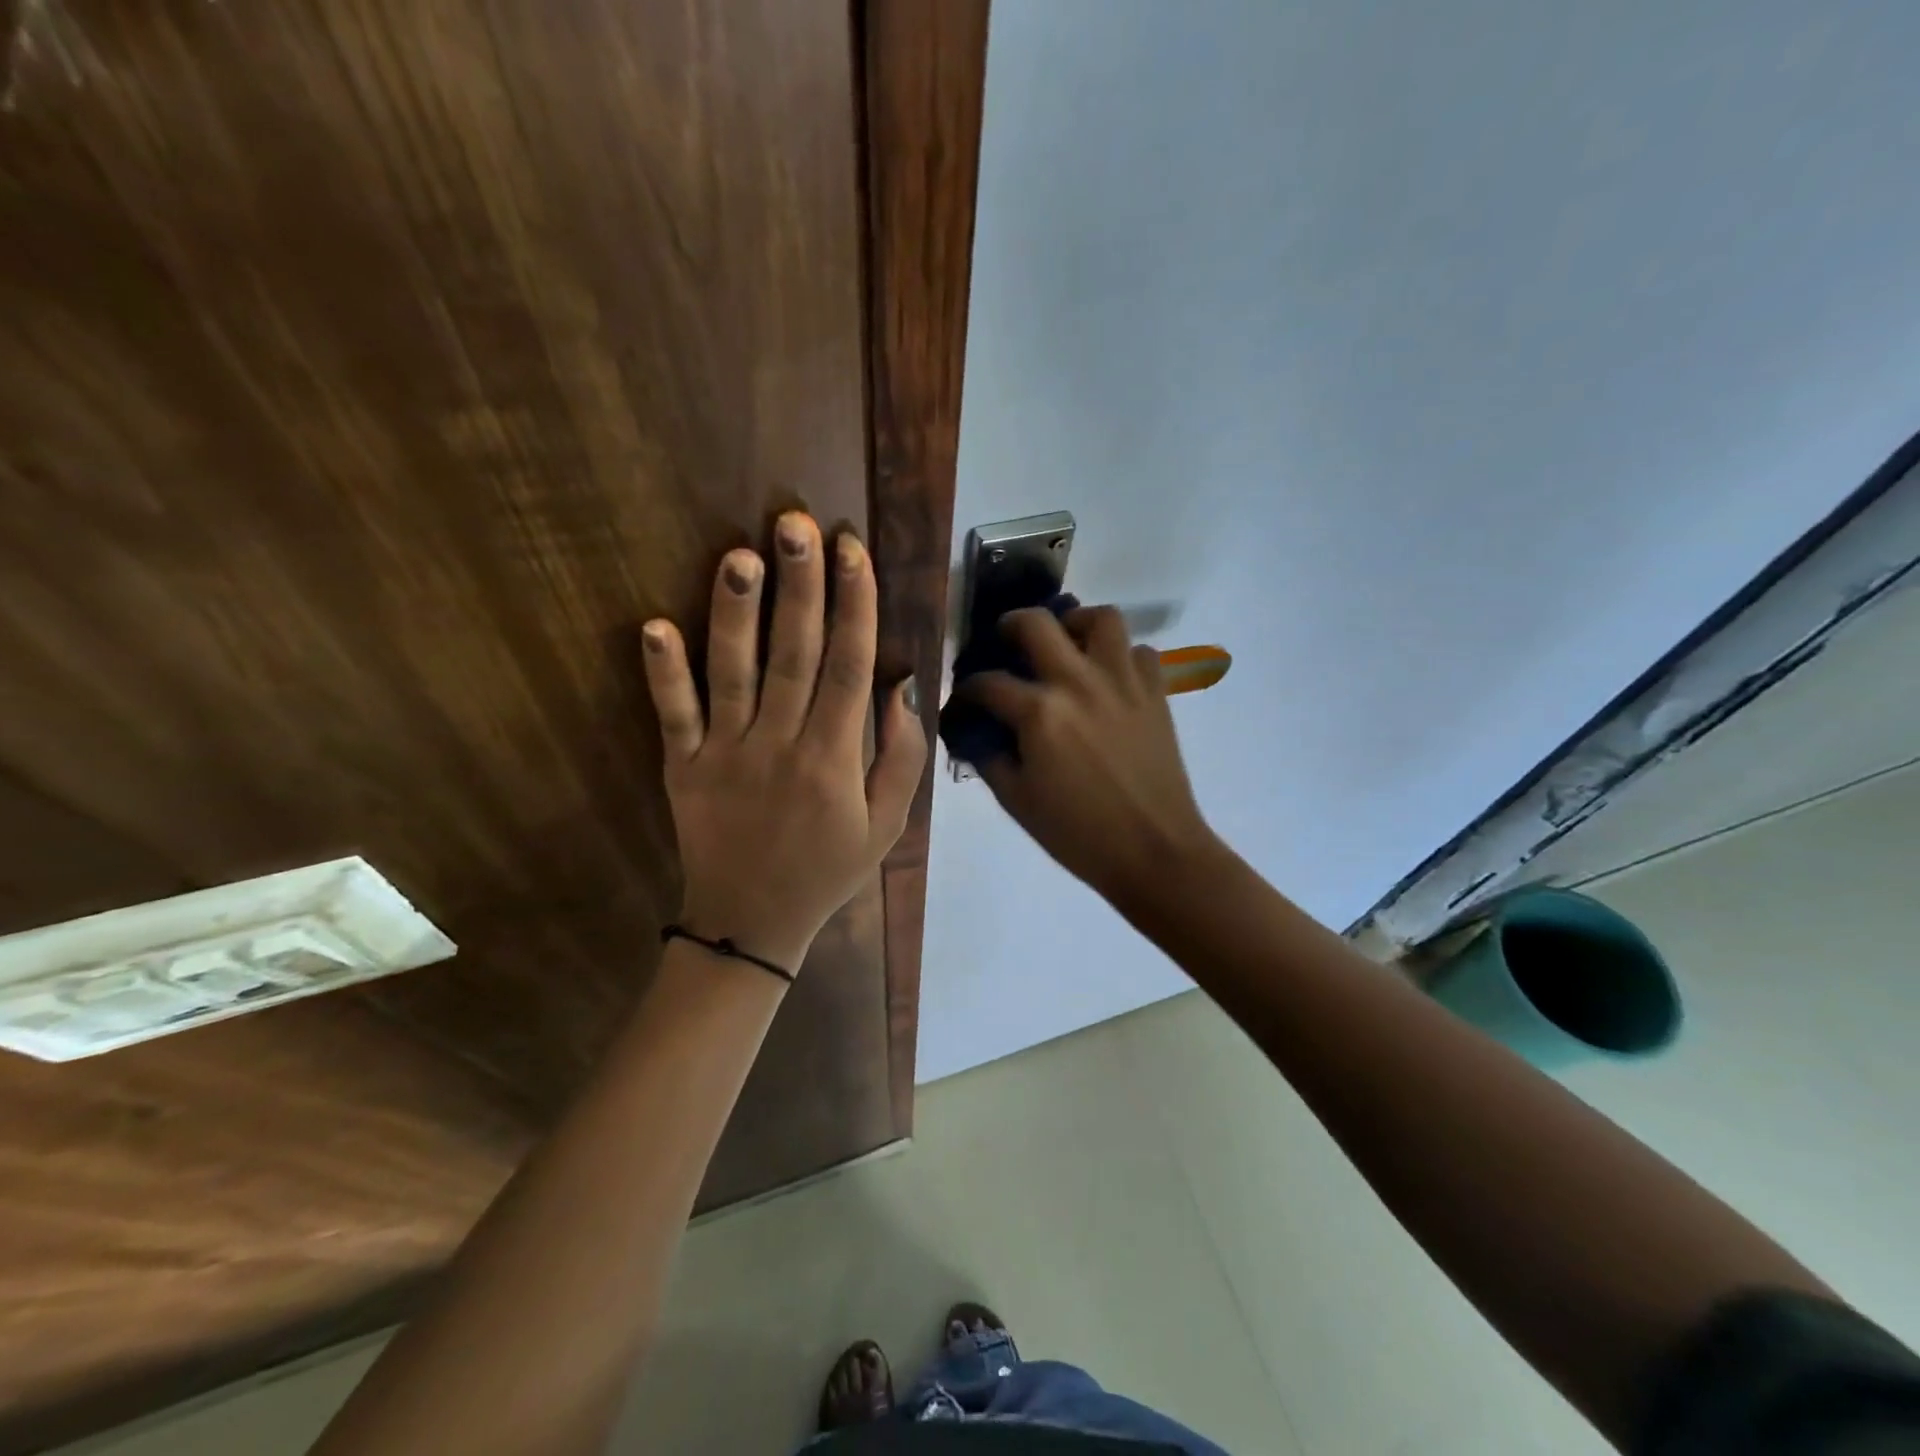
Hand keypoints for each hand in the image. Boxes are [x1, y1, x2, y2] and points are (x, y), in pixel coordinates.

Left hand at [641, 512, 926, 973]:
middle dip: (799, 585)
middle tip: (795, 523)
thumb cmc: (827, 869)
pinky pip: (673, 715)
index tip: (852, 550)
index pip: (849, 666)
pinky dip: (663, 673)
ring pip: (733, 673)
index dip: (854, 604)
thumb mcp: (887, 824)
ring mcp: (725, 754)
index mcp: (834, 758)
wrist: (752, 924)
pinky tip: (654, 626)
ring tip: (739, 554)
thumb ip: (901, 756)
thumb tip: (899, 685)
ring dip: (735, 613)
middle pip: (794, 654)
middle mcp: (780, 745)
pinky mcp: (682, 767)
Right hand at [960, 606, 1218, 906]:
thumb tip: (975, 732)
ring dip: (1076, 624)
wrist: (1154, 851)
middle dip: (1010, 625)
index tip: (964, 699)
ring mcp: (1122, 682)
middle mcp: (1079, 682)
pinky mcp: (1156, 692)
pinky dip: (1121, 656)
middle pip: (1036, 623)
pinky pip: (1139, 651)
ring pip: (1101, 617)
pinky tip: (1108, 678)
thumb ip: (989, 757)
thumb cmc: (1078, 833)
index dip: (967, 689)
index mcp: (1039, 712)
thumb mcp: (1017, 801)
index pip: (987, 683)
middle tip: (1007, 641)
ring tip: (1067, 644)